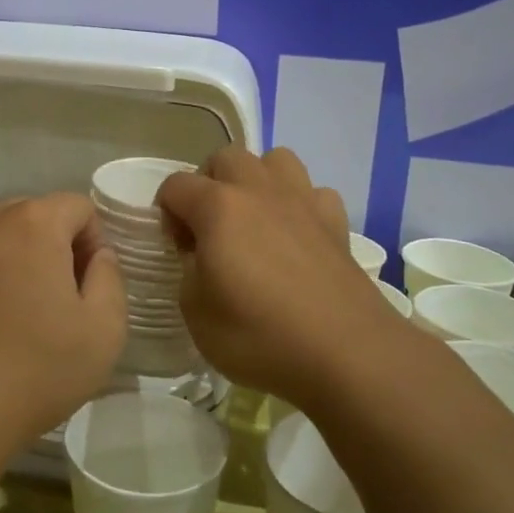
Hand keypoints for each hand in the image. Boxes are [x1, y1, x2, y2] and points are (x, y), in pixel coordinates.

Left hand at [0, 194, 126, 460]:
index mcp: (33, 222)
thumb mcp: (104, 330)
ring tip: (9, 315)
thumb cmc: (35, 371)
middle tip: (51, 302)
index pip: (78, 207)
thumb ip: (110, 276)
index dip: (93, 244)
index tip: (86, 289)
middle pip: (32, 216)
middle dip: (50, 247)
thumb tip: (96, 255)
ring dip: (9, 261)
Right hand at [157, 146, 400, 406]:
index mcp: (218, 206)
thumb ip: (189, 272)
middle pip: (225, 158)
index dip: (166, 212)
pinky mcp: (336, 222)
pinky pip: (313, 193)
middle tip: (209, 228)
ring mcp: (303, 201)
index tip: (177, 248)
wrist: (346, 354)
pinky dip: (300, 205)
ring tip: (254, 219)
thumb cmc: (259, 335)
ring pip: (275, 160)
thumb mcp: (196, 314)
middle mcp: (259, 190)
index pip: (176, 185)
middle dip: (209, 184)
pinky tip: (297, 236)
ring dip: (257, 180)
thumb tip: (200, 256)